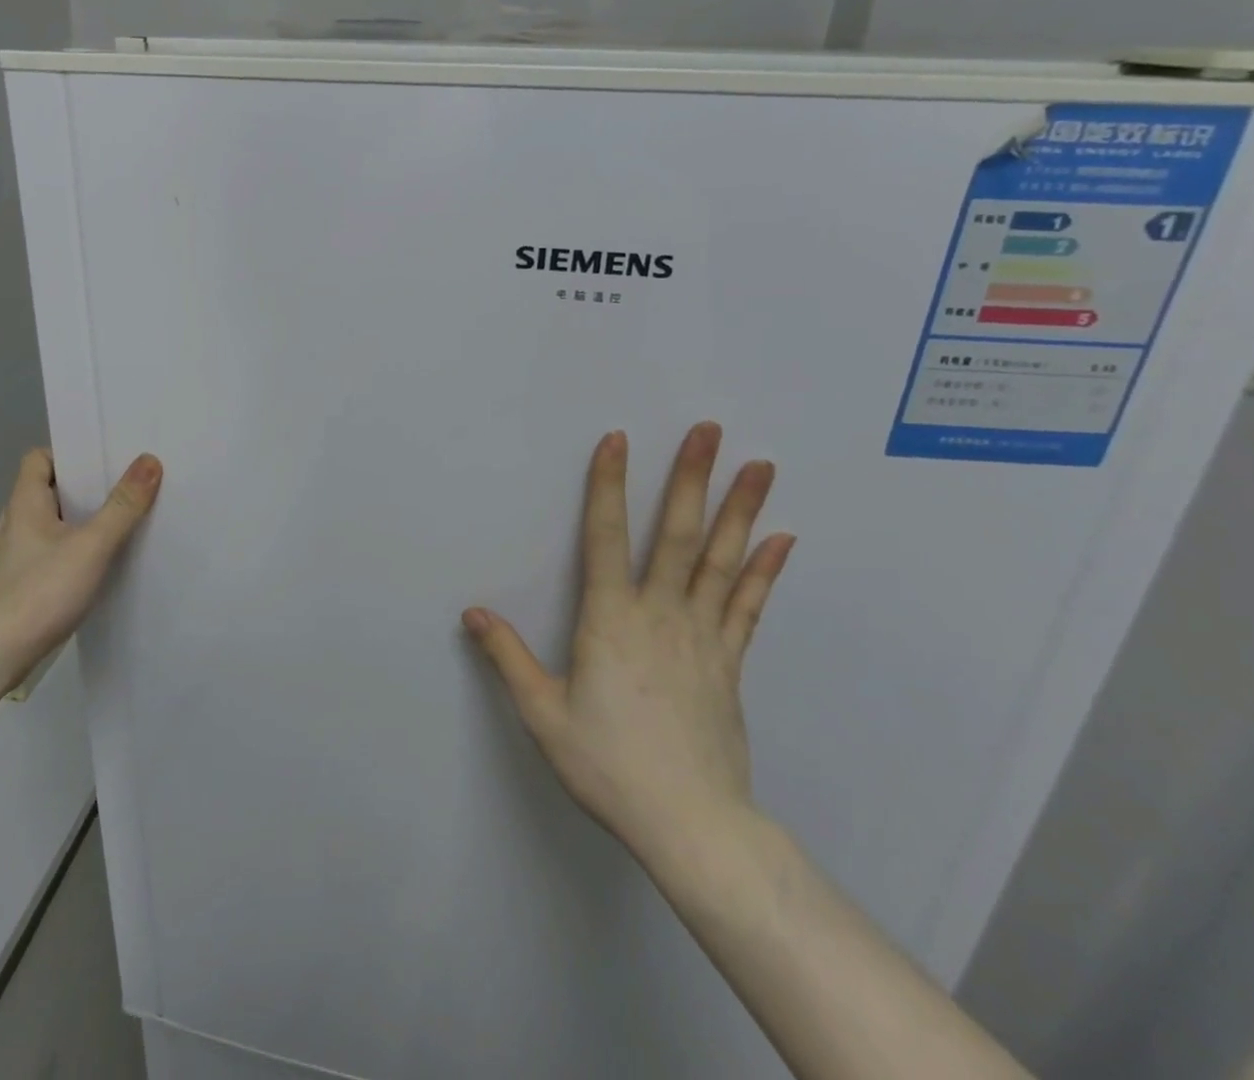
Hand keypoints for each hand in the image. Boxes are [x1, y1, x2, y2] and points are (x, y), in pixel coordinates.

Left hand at [0, 447, 162, 691]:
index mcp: (26, 503)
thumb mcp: (90, 546)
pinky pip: (54, 555)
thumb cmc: (36, 593)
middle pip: (52, 491)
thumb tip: (149, 460)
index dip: (70, 454)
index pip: (40, 459)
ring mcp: (16, 557)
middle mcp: (17, 524)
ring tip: (125, 523)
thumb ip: (122, 506)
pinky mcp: (21, 586)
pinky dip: (76, 553)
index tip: (106, 460)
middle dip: (88, 489)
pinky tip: (101, 567)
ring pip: (55, 525)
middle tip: (129, 487)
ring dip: (84, 523)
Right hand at [463, 424, 793, 872]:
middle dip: (692, 478)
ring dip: (739, 509)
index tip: (618, 440)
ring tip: (759, 465)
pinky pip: (749, 605)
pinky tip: (780, 539)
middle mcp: (660, 614)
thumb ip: (508, 657)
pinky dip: (765, 570)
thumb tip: (473, 611)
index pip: (605, 537)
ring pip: (722, 560)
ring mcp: (703, 635)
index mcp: (610, 620)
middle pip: (679, 534)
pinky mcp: (729, 661)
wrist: (690, 824)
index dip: (609, 486)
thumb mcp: (543, 713)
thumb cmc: (608, 765)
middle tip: (710, 430)